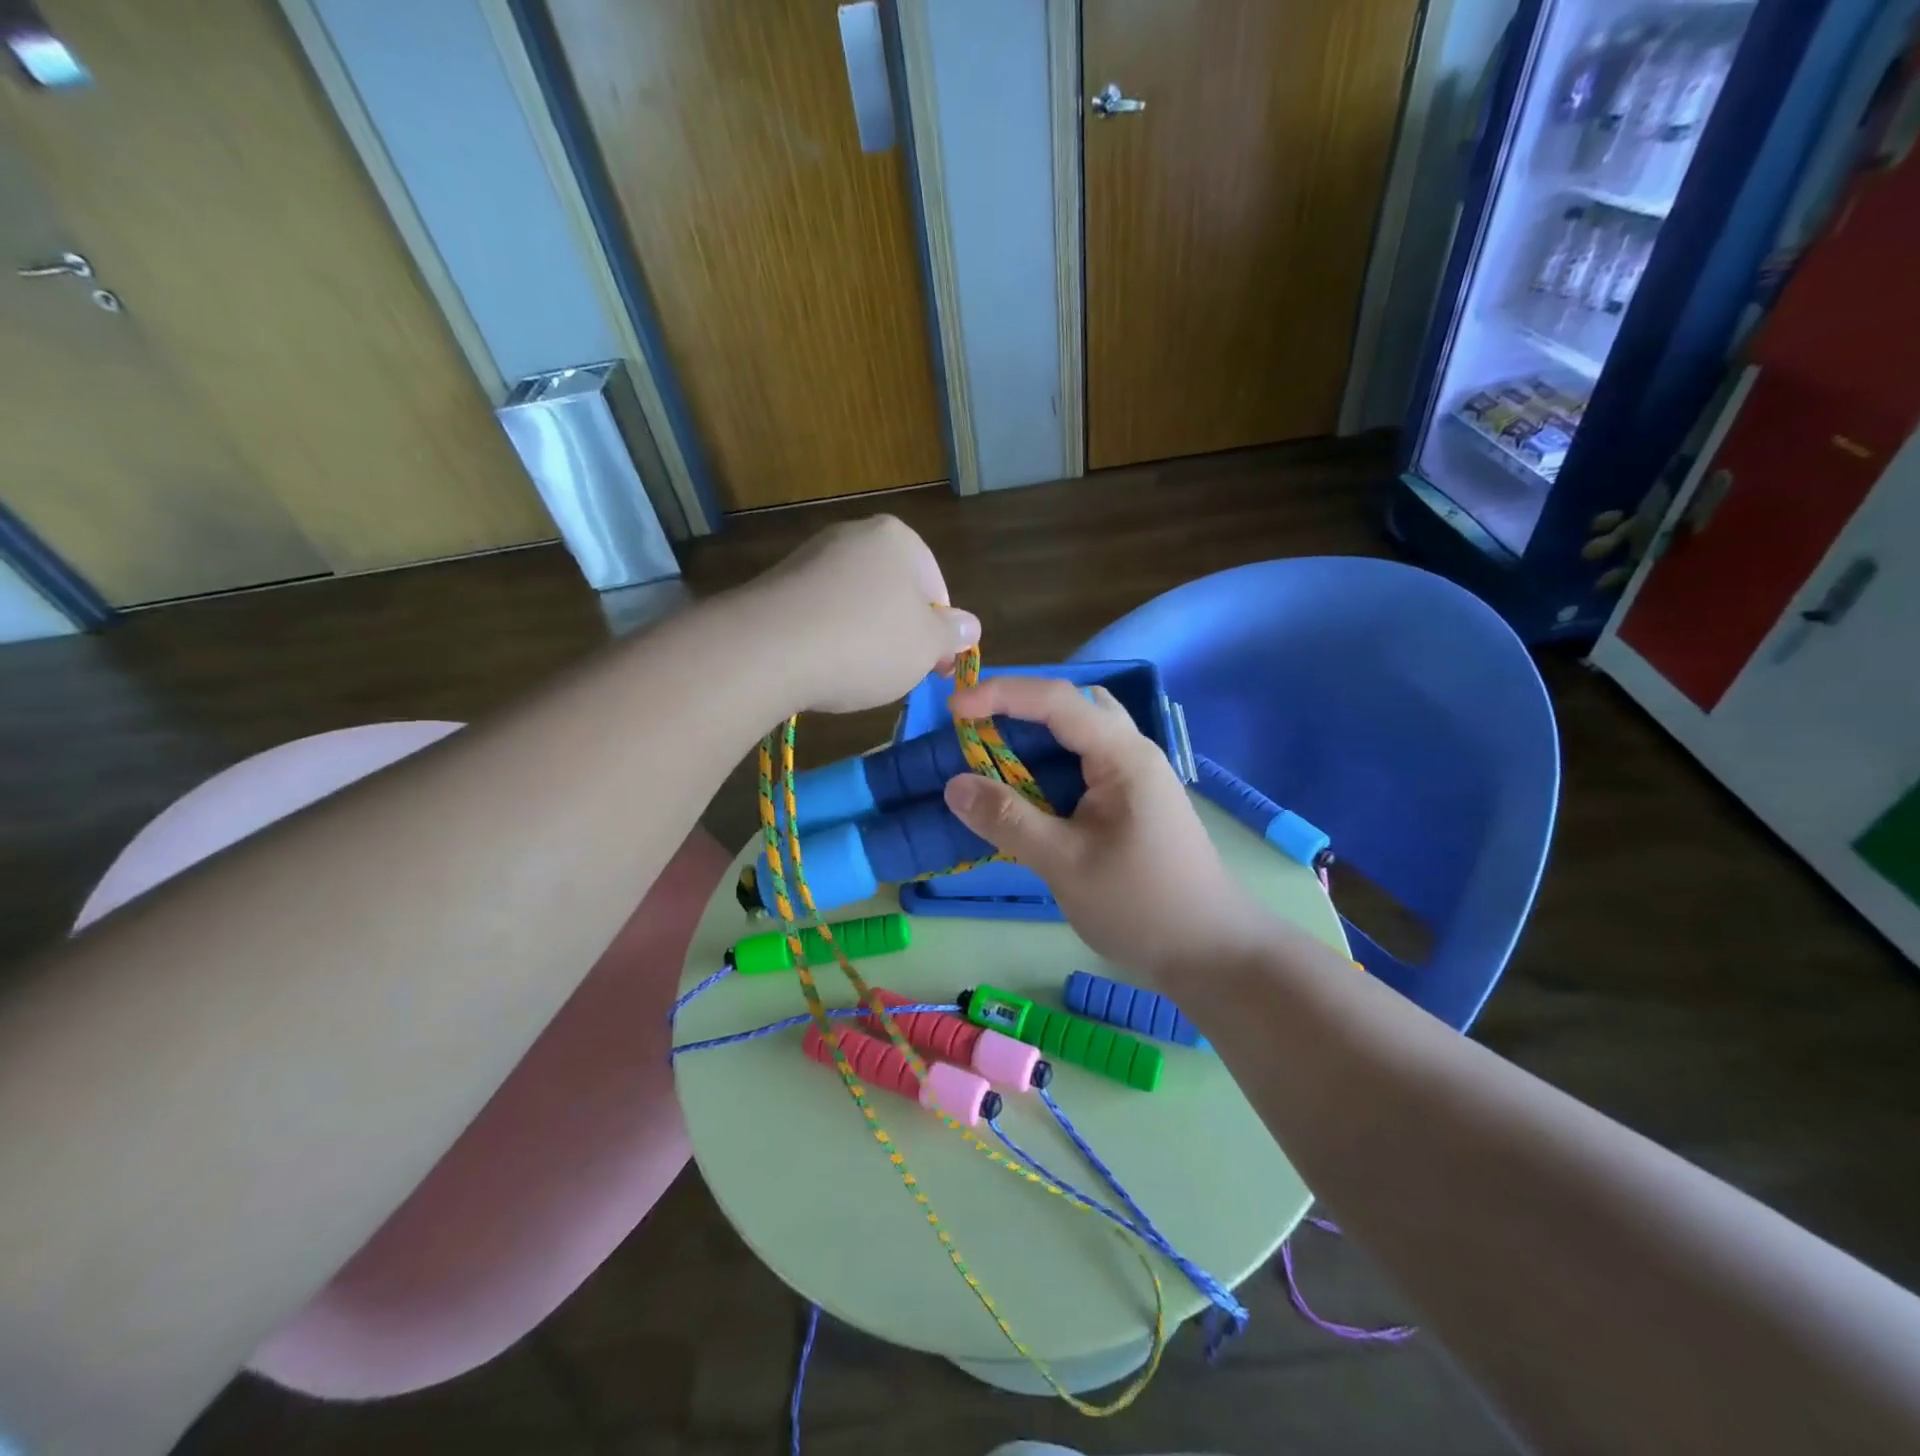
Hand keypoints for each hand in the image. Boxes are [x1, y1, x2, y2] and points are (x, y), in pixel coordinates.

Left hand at [744, 516, 979, 713]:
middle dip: (900, 633)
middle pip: (894, 593)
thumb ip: (953, 633)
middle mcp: (852, 536)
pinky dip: (827, 640)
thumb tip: (968, 625)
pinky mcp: (777, 585)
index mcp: (897, 538)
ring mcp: (810, 558)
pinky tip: (822, 667)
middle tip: (898, 673)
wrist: (767, 650)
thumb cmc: (866, 643)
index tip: (935, 667)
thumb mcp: (927, 645)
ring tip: (856, 674)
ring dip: (863, 638)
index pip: (936, 587)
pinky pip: (819, 615)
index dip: (940, 633)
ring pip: (855, 604)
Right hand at [941, 677, 1273, 986]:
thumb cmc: (1140, 906)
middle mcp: (1133, 753)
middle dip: (1021, 707)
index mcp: (1123, 756)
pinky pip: (1086, 763)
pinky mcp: (1134, 801)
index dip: (1003, 695)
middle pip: (1074, 705)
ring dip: (1038, 736)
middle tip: (976, 729)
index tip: (955, 710)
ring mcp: (1137, 776)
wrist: (1210, 952)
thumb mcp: (1065, 863)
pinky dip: (1051, 764)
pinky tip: (1029, 793)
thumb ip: (1009, 820)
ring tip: (994, 758)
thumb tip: (954, 786)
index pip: (1057, 700)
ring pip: (1082, 733)